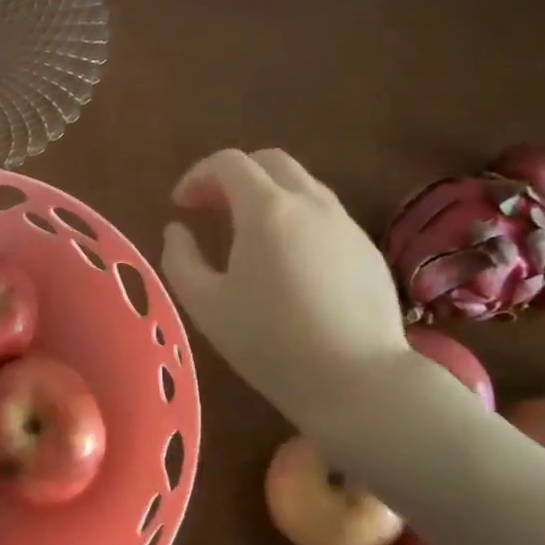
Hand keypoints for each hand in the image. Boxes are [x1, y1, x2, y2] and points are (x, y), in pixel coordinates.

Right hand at [161, 149, 410, 429]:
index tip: (181, 205)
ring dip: (268, 194)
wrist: (359, 382)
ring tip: (248, 233)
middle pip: (269, 162)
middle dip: (234, 176)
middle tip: (212, 208)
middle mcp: (310, 202)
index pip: (228, 163)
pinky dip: (297, 217)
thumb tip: (177, 230)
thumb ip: (180, 258)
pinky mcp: (367, 249)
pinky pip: (325, 214)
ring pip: (302, 184)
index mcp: (267, 208)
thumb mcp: (205, 304)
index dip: (197, 175)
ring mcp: (345, 224)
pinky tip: (289, 260)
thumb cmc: (271, 342)